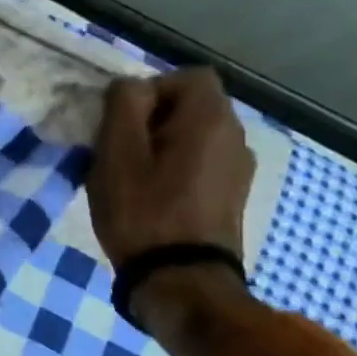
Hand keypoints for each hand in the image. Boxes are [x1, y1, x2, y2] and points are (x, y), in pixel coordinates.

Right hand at [88, 67, 254, 268]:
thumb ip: (124, 104)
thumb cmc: (142, 209)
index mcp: (211, 119)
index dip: (150, 89)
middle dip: (152, 116)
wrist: (180, 279)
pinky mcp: (232, 194)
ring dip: (161, 142)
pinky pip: (201, 160)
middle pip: (192, 104)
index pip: (186, 76)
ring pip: (195, 133)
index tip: (123, 120)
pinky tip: (152, 193)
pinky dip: (175, 165)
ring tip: (131, 172)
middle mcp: (236, 136)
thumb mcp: (117, 151)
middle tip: (119, 147)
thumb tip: (133, 87)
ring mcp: (239, 168)